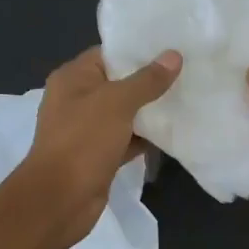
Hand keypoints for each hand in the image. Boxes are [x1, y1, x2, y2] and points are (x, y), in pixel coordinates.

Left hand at [18, 45, 180, 248]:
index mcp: (73, 78)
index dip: (138, 51)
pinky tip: (173, 132)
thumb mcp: (117, 103)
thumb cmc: (83, 141)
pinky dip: (145, 137)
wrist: (61, 199)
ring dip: (150, 111)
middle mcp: (77, 100)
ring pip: (125, 113)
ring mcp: (87, 130)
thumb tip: (174, 56)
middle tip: (187, 73)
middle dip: (150, 81)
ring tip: (187, 98)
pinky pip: (127, 139)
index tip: (172, 48)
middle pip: (119, 83)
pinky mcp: (99, 155)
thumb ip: (147, 80)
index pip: (108, 54)